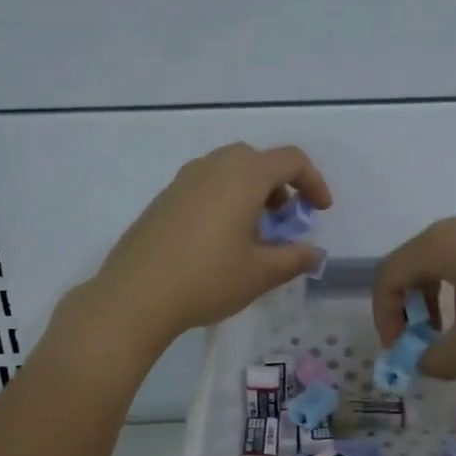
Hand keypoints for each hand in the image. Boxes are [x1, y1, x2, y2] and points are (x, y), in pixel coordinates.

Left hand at [73, 144, 331, 357]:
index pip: (291, 160)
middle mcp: (213, 167)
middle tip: (285, 220)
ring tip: (254, 234)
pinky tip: (219, 241)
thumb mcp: (261, 273)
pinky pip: (205, 186)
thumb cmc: (207, 279)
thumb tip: (314, 253)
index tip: (320, 211)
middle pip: (257, 160)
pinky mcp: (163, 199)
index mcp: (243, 176)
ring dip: (251, 192)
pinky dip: (224, 200)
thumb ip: (295, 258)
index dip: (314, 182)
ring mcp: (183, 180)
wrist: (135, 295)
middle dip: (280, 185)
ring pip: (228, 171)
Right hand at [372, 207, 455, 378]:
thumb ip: (443, 357)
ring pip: (453, 265)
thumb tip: (426, 366)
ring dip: (450, 307)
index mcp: (439, 244)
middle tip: (434, 346)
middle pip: (419, 268)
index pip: (388, 276)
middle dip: (419, 314)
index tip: (403, 350)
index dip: (385, 317)